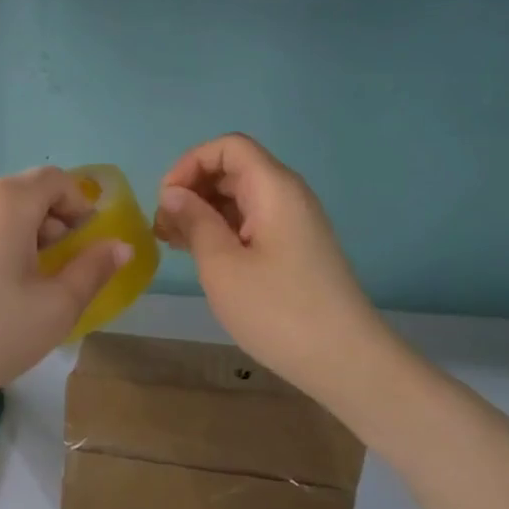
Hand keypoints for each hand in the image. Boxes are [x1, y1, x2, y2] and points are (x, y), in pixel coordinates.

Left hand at [0, 167, 131, 410]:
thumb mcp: (55, 307)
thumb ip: (93, 270)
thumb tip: (121, 245)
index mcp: (10, 201)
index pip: (57, 180)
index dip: (82, 204)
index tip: (92, 241)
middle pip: (29, 193)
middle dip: (57, 222)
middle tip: (67, 267)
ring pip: (2, 212)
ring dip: (29, 236)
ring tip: (35, 284)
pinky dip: (1, 245)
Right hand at [155, 134, 382, 401]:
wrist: (345, 361)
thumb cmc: (277, 310)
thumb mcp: (222, 265)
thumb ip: (194, 221)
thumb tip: (173, 194)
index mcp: (273, 188)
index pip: (228, 147)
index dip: (190, 163)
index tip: (166, 200)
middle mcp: (287, 195)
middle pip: (233, 170)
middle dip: (193, 189)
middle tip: (163, 228)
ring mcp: (294, 222)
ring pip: (241, 197)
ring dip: (204, 212)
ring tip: (173, 244)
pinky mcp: (295, 248)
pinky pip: (252, 222)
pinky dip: (222, 229)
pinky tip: (201, 256)